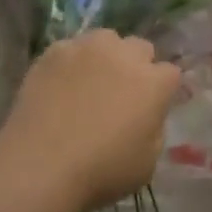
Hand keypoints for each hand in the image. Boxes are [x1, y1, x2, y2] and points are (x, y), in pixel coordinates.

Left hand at [1, 31, 181, 211]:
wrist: (41, 164)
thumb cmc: (101, 172)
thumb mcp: (148, 163)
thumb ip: (154, 130)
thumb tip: (147, 116)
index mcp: (154, 83)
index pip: (171, 73)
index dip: (162, 90)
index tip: (152, 107)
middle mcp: (124, 55)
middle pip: (140, 48)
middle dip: (137, 65)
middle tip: (122, 92)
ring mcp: (87, 48)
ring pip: (106, 39)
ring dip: (106, 56)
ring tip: (90, 81)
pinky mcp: (54, 51)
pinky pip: (71, 48)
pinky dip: (72, 62)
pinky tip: (61, 84)